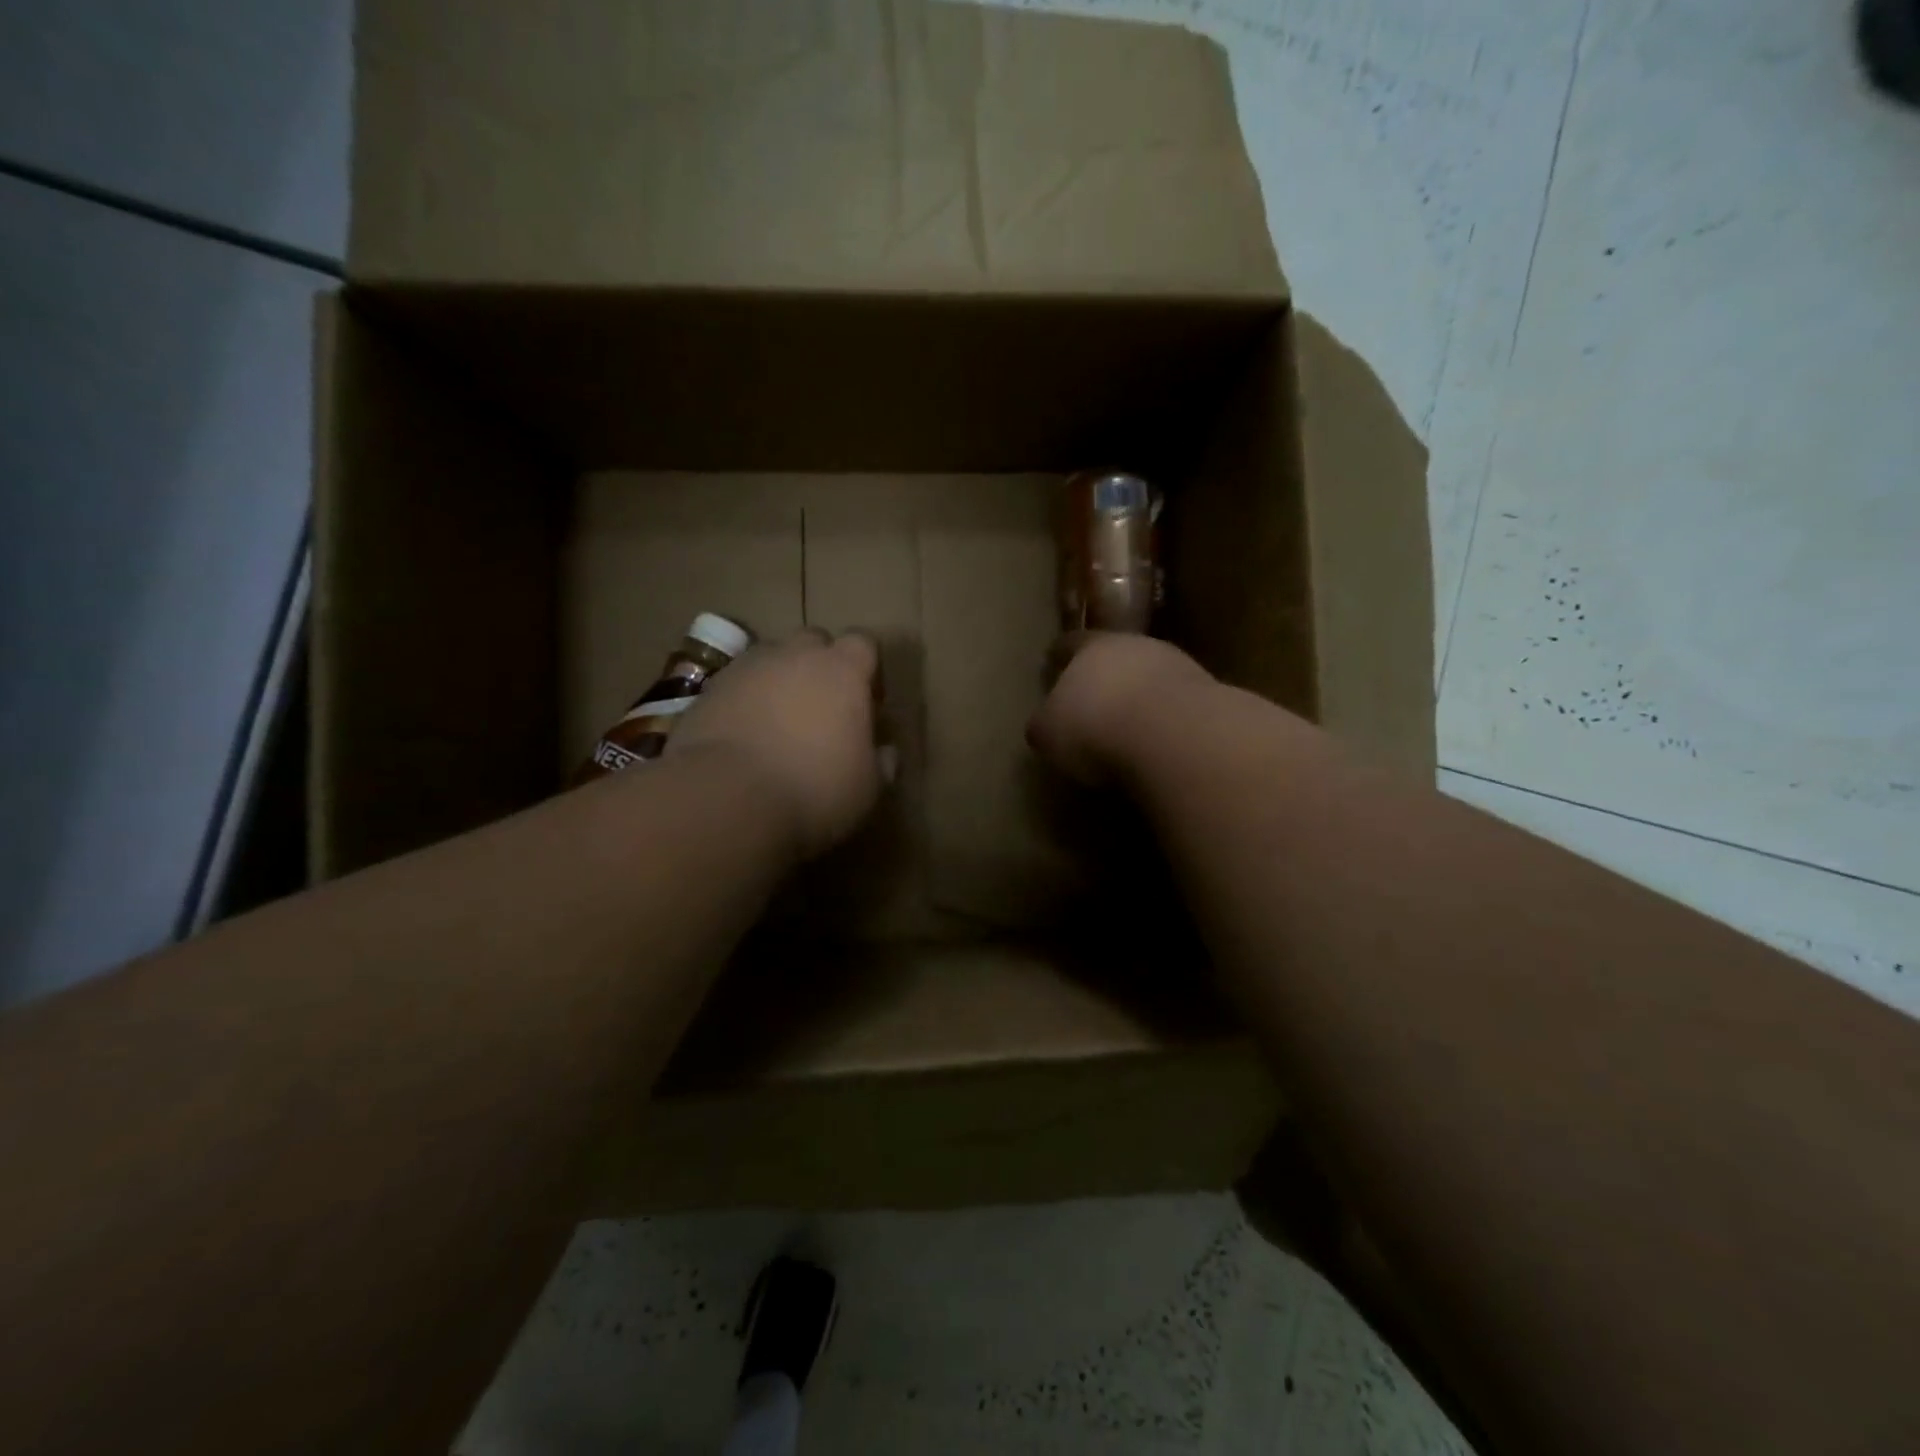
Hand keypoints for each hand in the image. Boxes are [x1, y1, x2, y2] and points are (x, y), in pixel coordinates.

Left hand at [668, 629, 883, 857]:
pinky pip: (737, 684)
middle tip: (823, 710)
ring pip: (771, 659)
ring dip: (781, 680)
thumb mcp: (867, 788)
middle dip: (821, 667)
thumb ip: (882, 763)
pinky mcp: (708, 690)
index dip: (868, 670)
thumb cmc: (813, 790)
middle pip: (815, 642)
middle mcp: (795, 655)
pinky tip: (745, 737)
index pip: (864, 643)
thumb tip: (885, 753)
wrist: (726, 798)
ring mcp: (747, 668)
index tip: (868, 704)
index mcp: (843, 670)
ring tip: (780, 723)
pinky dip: (745, 701)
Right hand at [1027, 633, 1215, 784]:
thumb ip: (1045, 724)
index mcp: (1091, 647)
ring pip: (1151, 677)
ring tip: (1129, 726)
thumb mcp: (1049, 733)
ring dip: (1140, 697)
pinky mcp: (1210, 696)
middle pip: (1116, 656)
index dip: (1060, 655)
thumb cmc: (1096, 727)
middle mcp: (1137, 646)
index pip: (1070, 644)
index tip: (1052, 662)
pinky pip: (1177, 705)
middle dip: (1106, 676)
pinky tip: (1159, 742)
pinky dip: (1166, 719)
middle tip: (1094, 699)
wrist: (1175, 737)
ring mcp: (1179, 667)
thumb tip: (1046, 726)